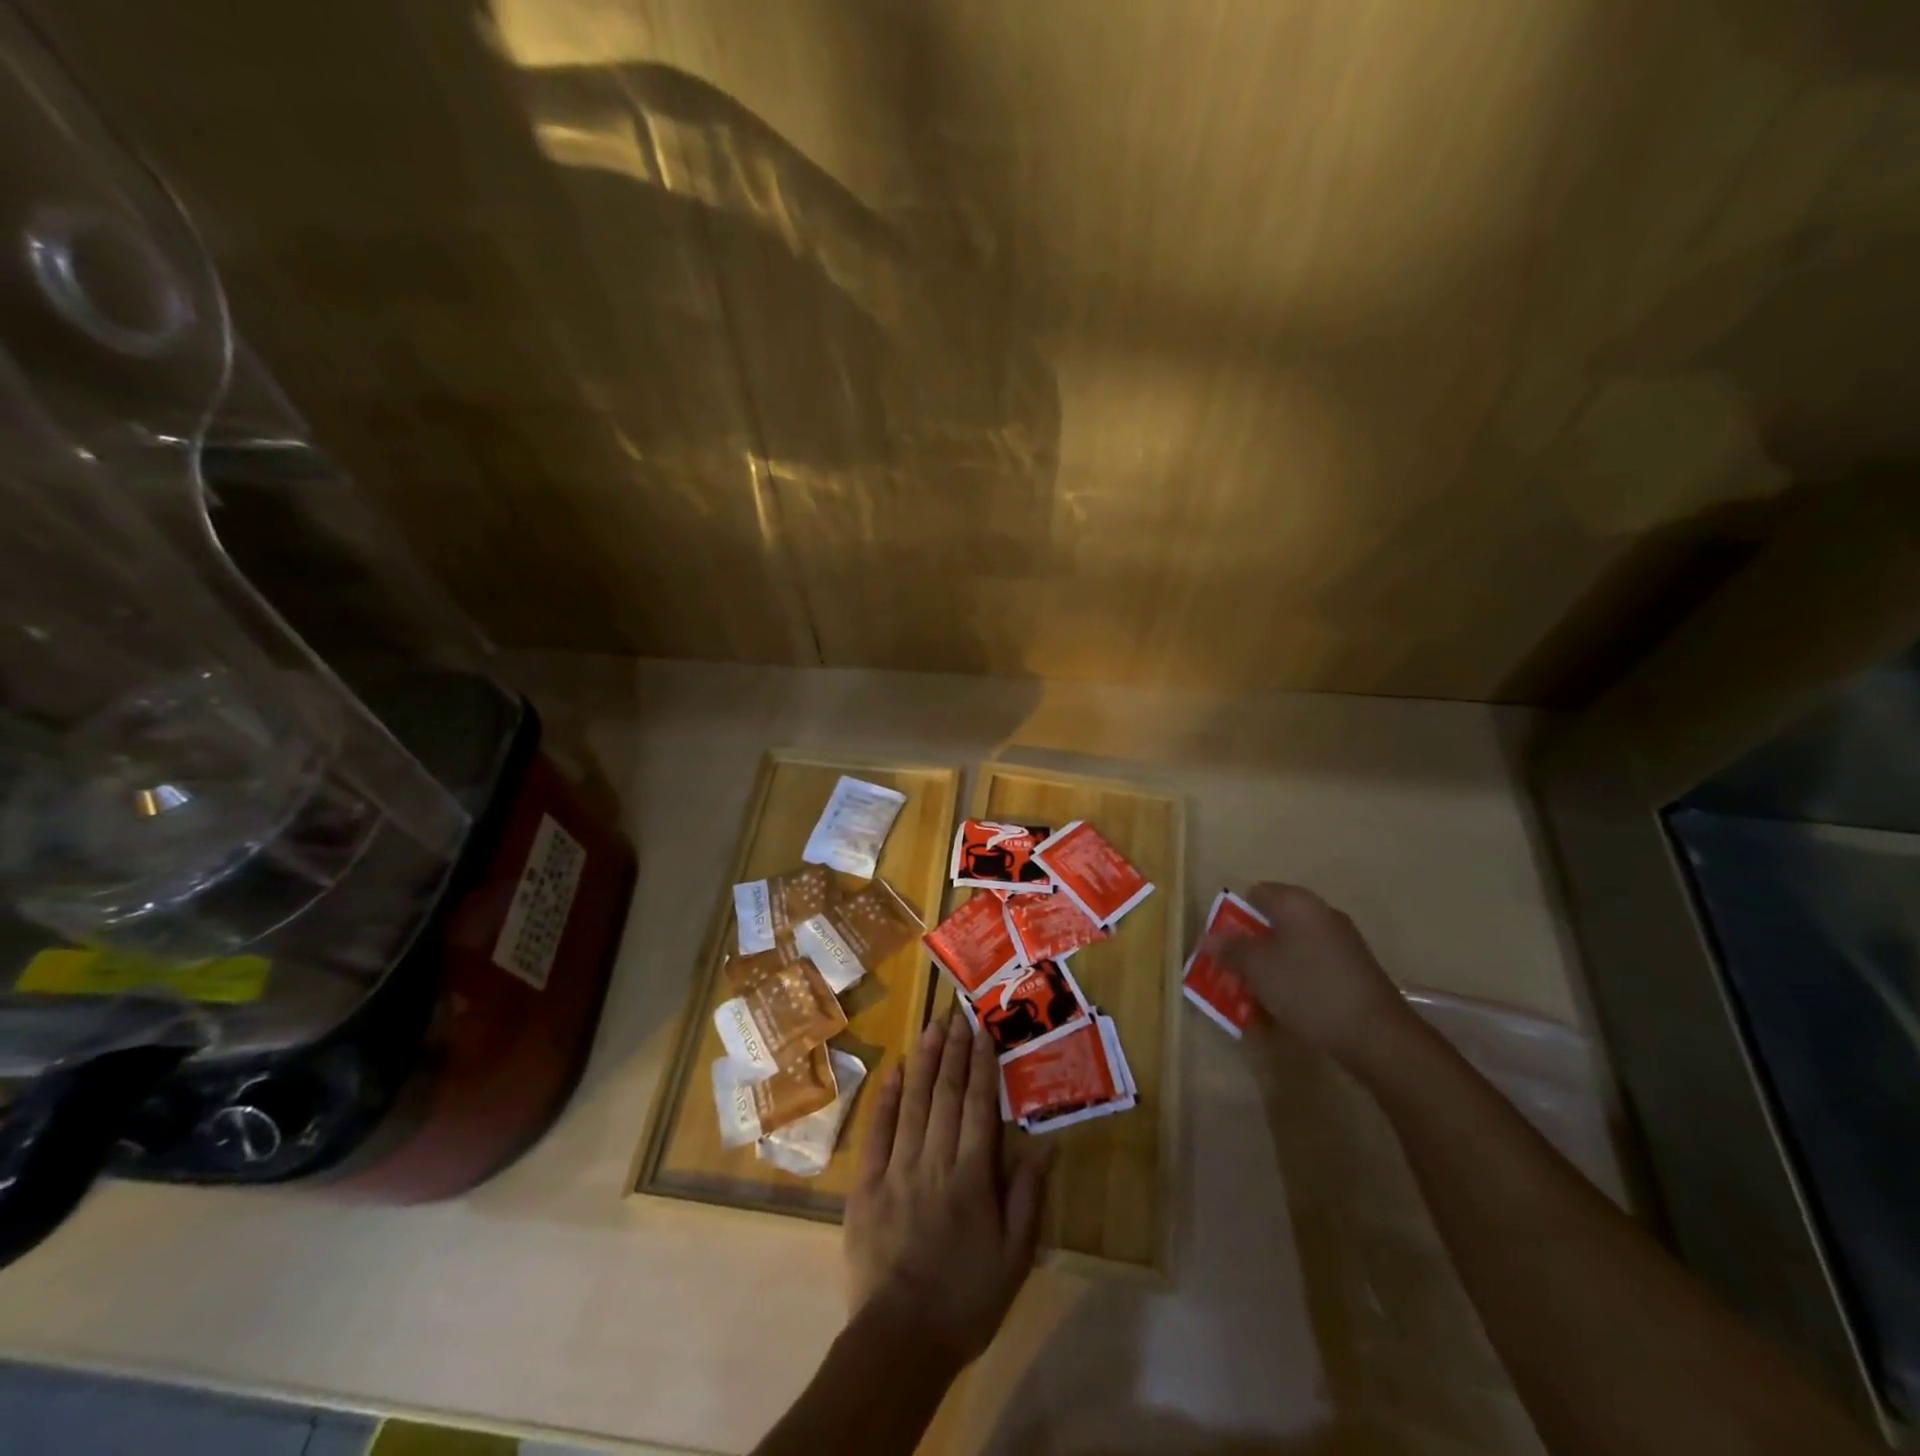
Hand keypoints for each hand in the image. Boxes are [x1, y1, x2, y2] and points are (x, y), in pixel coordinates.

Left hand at [845, 1011, 1050, 1368]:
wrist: (900, 1341)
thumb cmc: (965, 1299)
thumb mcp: (1014, 1257)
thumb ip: (1027, 1197)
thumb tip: (1044, 1145)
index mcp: (971, 1178)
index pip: (978, 1107)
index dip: (981, 1066)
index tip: (983, 1032)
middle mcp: (934, 1162)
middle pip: (945, 1095)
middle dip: (953, 1051)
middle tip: (958, 1014)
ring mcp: (896, 1169)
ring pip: (913, 1103)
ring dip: (923, 1062)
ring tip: (932, 1027)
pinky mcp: (866, 1184)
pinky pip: (877, 1131)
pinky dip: (886, 1097)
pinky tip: (893, 1070)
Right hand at [1226, 882, 1409, 1060]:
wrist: (1376, 1035)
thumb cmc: (1307, 989)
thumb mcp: (1257, 968)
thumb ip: (1230, 948)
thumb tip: (1209, 937)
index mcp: (1298, 903)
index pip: (1256, 893)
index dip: (1234, 914)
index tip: (1222, 943)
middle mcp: (1322, 914)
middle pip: (1274, 922)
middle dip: (1251, 946)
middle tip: (1233, 971)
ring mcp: (1342, 943)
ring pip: (1292, 948)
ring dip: (1270, 968)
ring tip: (1254, 996)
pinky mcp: (1353, 971)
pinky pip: (1311, 967)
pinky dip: (1293, 981)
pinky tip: (1285, 1009)